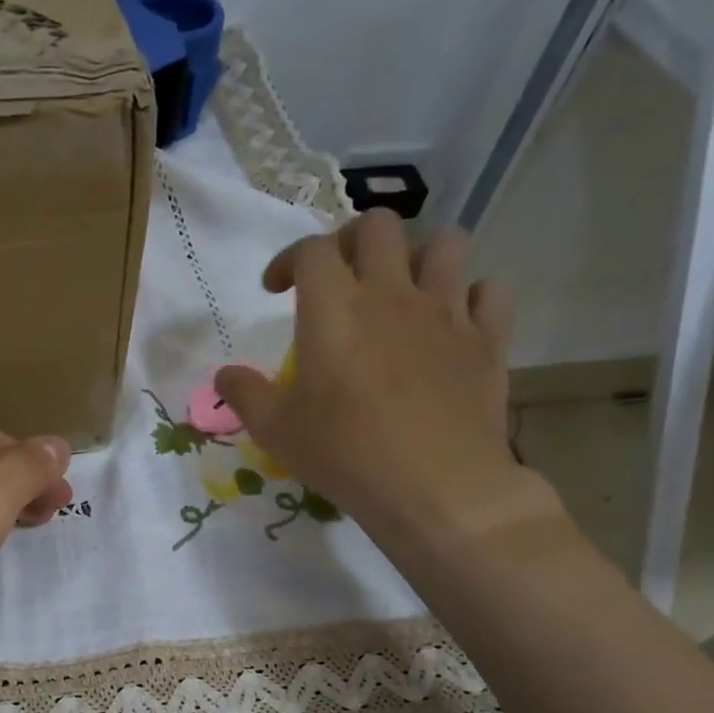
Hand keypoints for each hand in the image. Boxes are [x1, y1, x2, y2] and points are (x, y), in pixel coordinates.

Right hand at [213, 211, 559, 553]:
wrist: (436, 487)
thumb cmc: (345, 453)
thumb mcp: (275, 430)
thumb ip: (244, 394)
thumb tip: (223, 375)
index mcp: (334, 308)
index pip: (312, 250)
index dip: (289, 260)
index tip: (276, 290)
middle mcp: (391, 293)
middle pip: (379, 225)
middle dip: (352, 240)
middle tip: (340, 277)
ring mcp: (446, 311)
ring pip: (445, 244)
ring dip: (418, 256)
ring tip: (402, 290)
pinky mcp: (487, 339)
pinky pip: (490, 291)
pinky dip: (471, 297)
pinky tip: (454, 322)